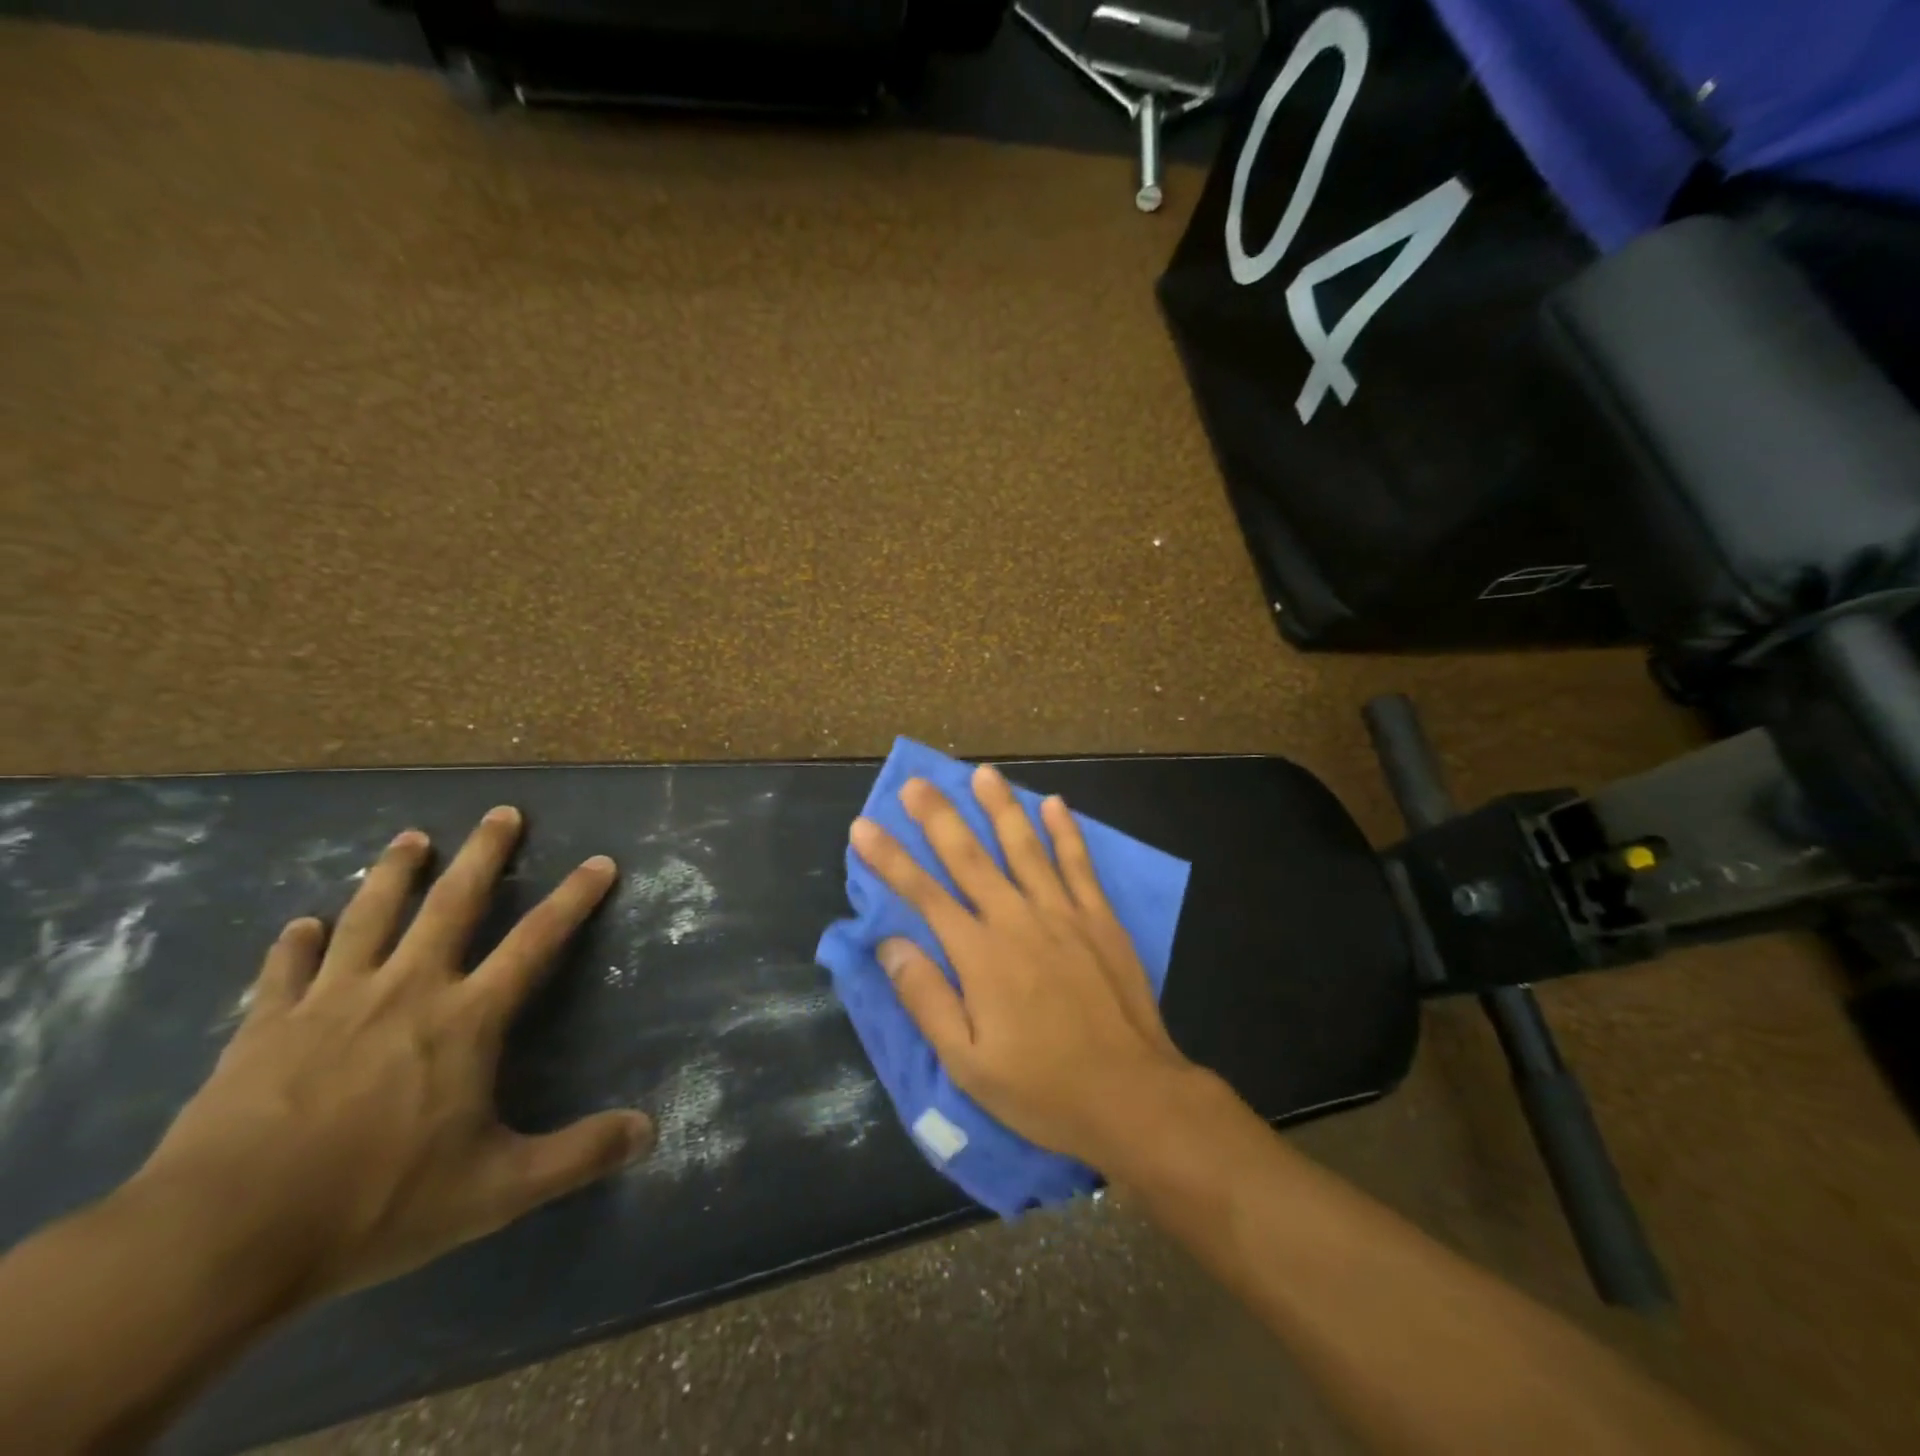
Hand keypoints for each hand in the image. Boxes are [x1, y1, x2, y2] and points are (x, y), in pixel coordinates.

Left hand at [135, 807, 652, 1304]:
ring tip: (411, 838)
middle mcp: (406, 990)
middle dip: (484, 853)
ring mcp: (331, 1002)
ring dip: (394, 873)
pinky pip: (286, 971)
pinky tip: (303, 924)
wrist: (219, 1239)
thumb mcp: (497, 1190)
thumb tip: (649, 1131)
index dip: (574, 898)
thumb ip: (579, 1156)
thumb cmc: (375, 1204)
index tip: (599, 861)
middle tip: (503, 812)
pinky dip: (296, 944)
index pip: (537, 940)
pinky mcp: (263, 1028)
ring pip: (370, 916)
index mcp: (465, 1019)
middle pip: (453, 903)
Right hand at [850, 766, 1201, 1169]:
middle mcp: (1017, 920)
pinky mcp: (1100, 918)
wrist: (1132, 1096)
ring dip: (1000, 808)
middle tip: (915, 782)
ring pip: (1024, 847)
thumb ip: (927, 999)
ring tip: (981, 774)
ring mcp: (1063, 913)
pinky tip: (1054, 803)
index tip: (863, 827)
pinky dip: (1066, 832)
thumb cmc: (1042, 1088)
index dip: (890, 859)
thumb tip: (889, 944)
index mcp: (980, 956)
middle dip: (938, 817)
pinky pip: (1078, 864)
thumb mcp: (968, 1063)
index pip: (923, 894)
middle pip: (970, 857)